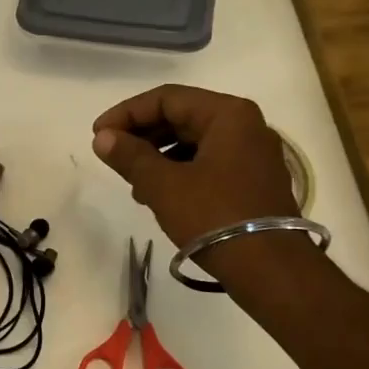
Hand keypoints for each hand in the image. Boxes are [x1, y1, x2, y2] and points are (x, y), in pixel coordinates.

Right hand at [92, 85, 298, 248]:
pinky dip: (179, 172)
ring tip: (132, 182)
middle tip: (111, 155)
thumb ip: (130, 156)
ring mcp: (253, 155)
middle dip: (142, 135)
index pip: (167, 98)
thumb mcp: (164, 185)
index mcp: (228, 115)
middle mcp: (246, 126)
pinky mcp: (253, 182)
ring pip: (194, 142)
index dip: (127, 113)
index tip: (98, 135)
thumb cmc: (214, 216)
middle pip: (182, 117)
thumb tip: (102, 138)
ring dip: (157, 156)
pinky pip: (208, 163)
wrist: (270, 269)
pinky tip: (158, 196)